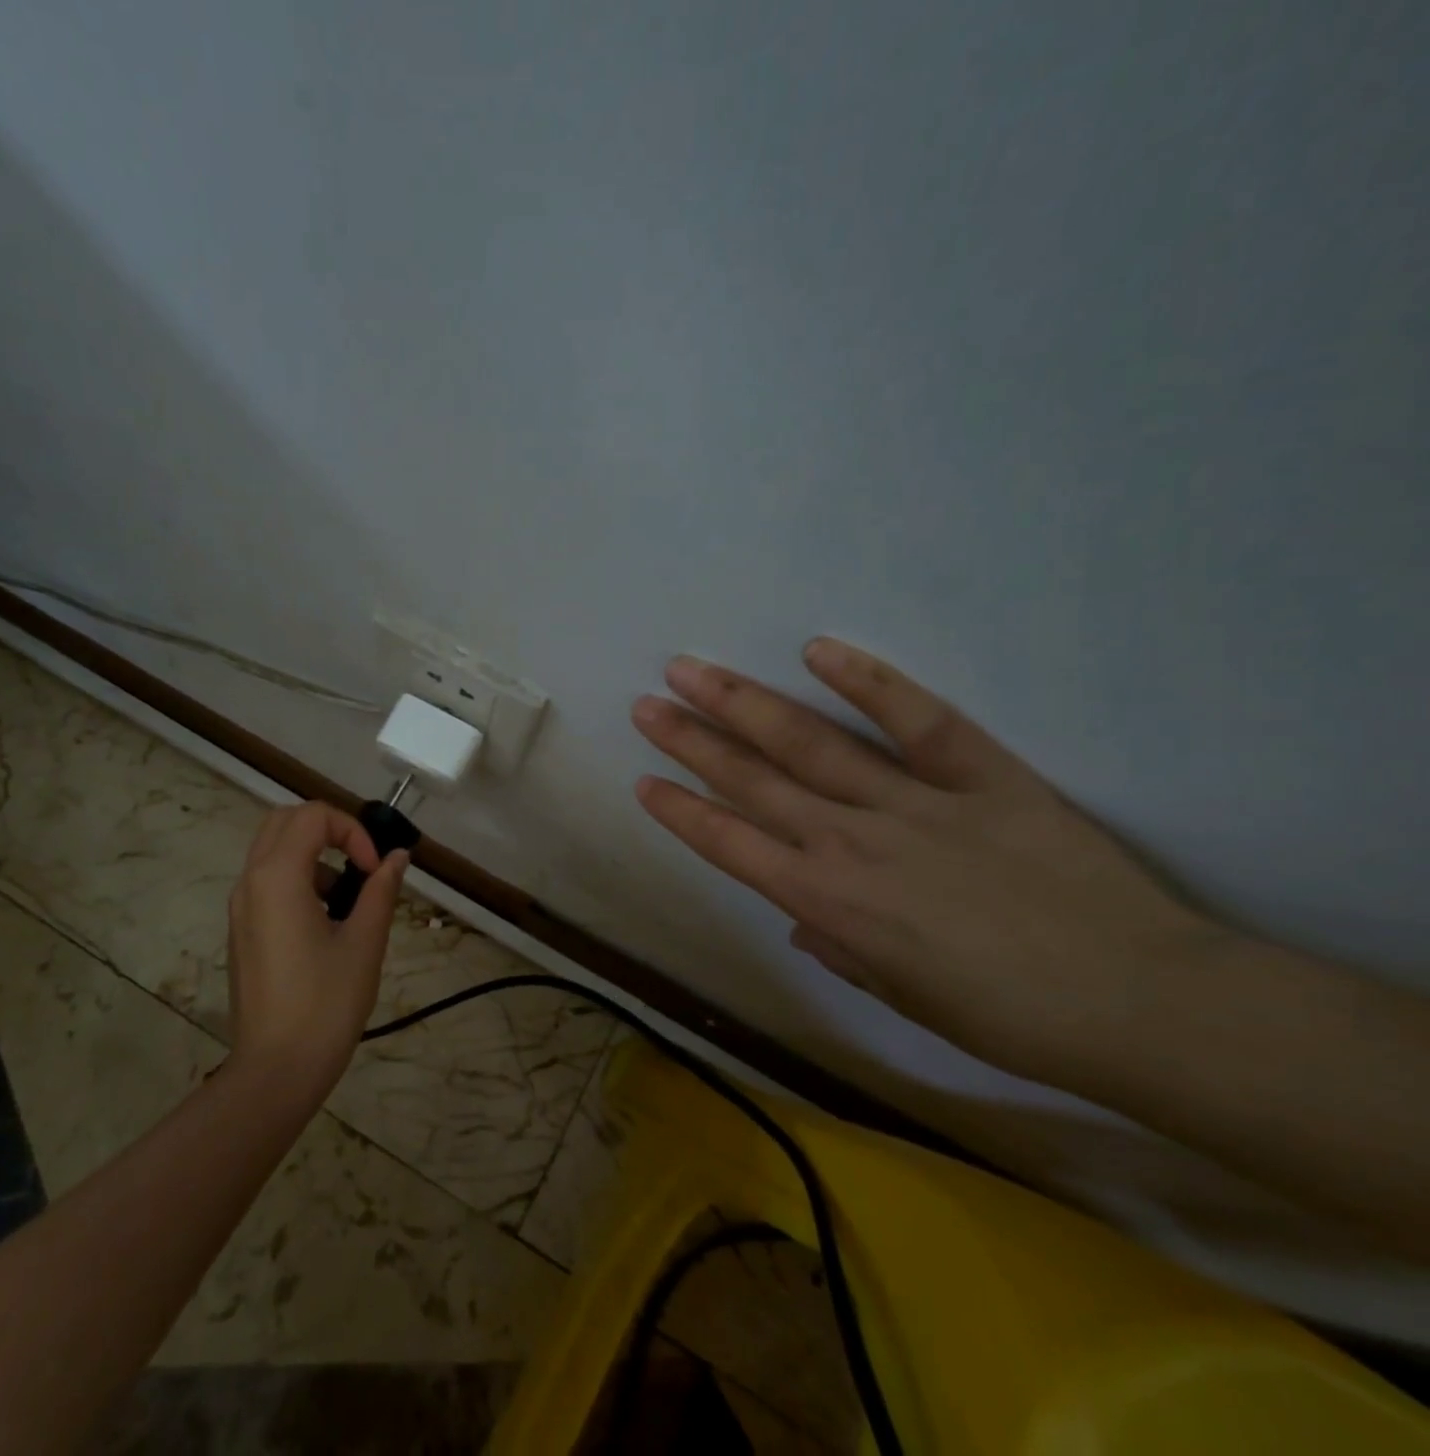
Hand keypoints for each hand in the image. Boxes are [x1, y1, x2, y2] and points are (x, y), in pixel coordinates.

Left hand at [226, 802, 408, 1089]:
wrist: (275, 1071)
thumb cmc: (325, 1005)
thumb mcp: (364, 943)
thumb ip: (381, 891)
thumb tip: (397, 857)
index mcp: (278, 878)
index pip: (313, 816)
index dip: (352, 831)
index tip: (375, 870)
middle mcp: (251, 882)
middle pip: (285, 821)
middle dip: (328, 829)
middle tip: (360, 862)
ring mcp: (240, 907)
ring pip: (272, 849)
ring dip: (312, 854)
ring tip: (346, 898)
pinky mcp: (241, 929)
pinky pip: (266, 881)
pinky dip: (298, 878)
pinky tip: (324, 922)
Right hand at [632, 639, 1233, 1088]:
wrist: (1144, 1004)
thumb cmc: (1008, 1018)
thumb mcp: (903, 997)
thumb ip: (839, 949)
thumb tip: (802, 920)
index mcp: (827, 902)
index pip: (728, 843)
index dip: (680, 810)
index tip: (644, 779)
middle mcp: (850, 842)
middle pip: (750, 780)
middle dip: (690, 740)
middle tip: (647, 703)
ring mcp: (912, 802)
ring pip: (807, 743)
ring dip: (742, 705)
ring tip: (692, 671)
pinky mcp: (980, 775)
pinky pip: (916, 720)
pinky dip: (868, 682)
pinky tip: (818, 650)